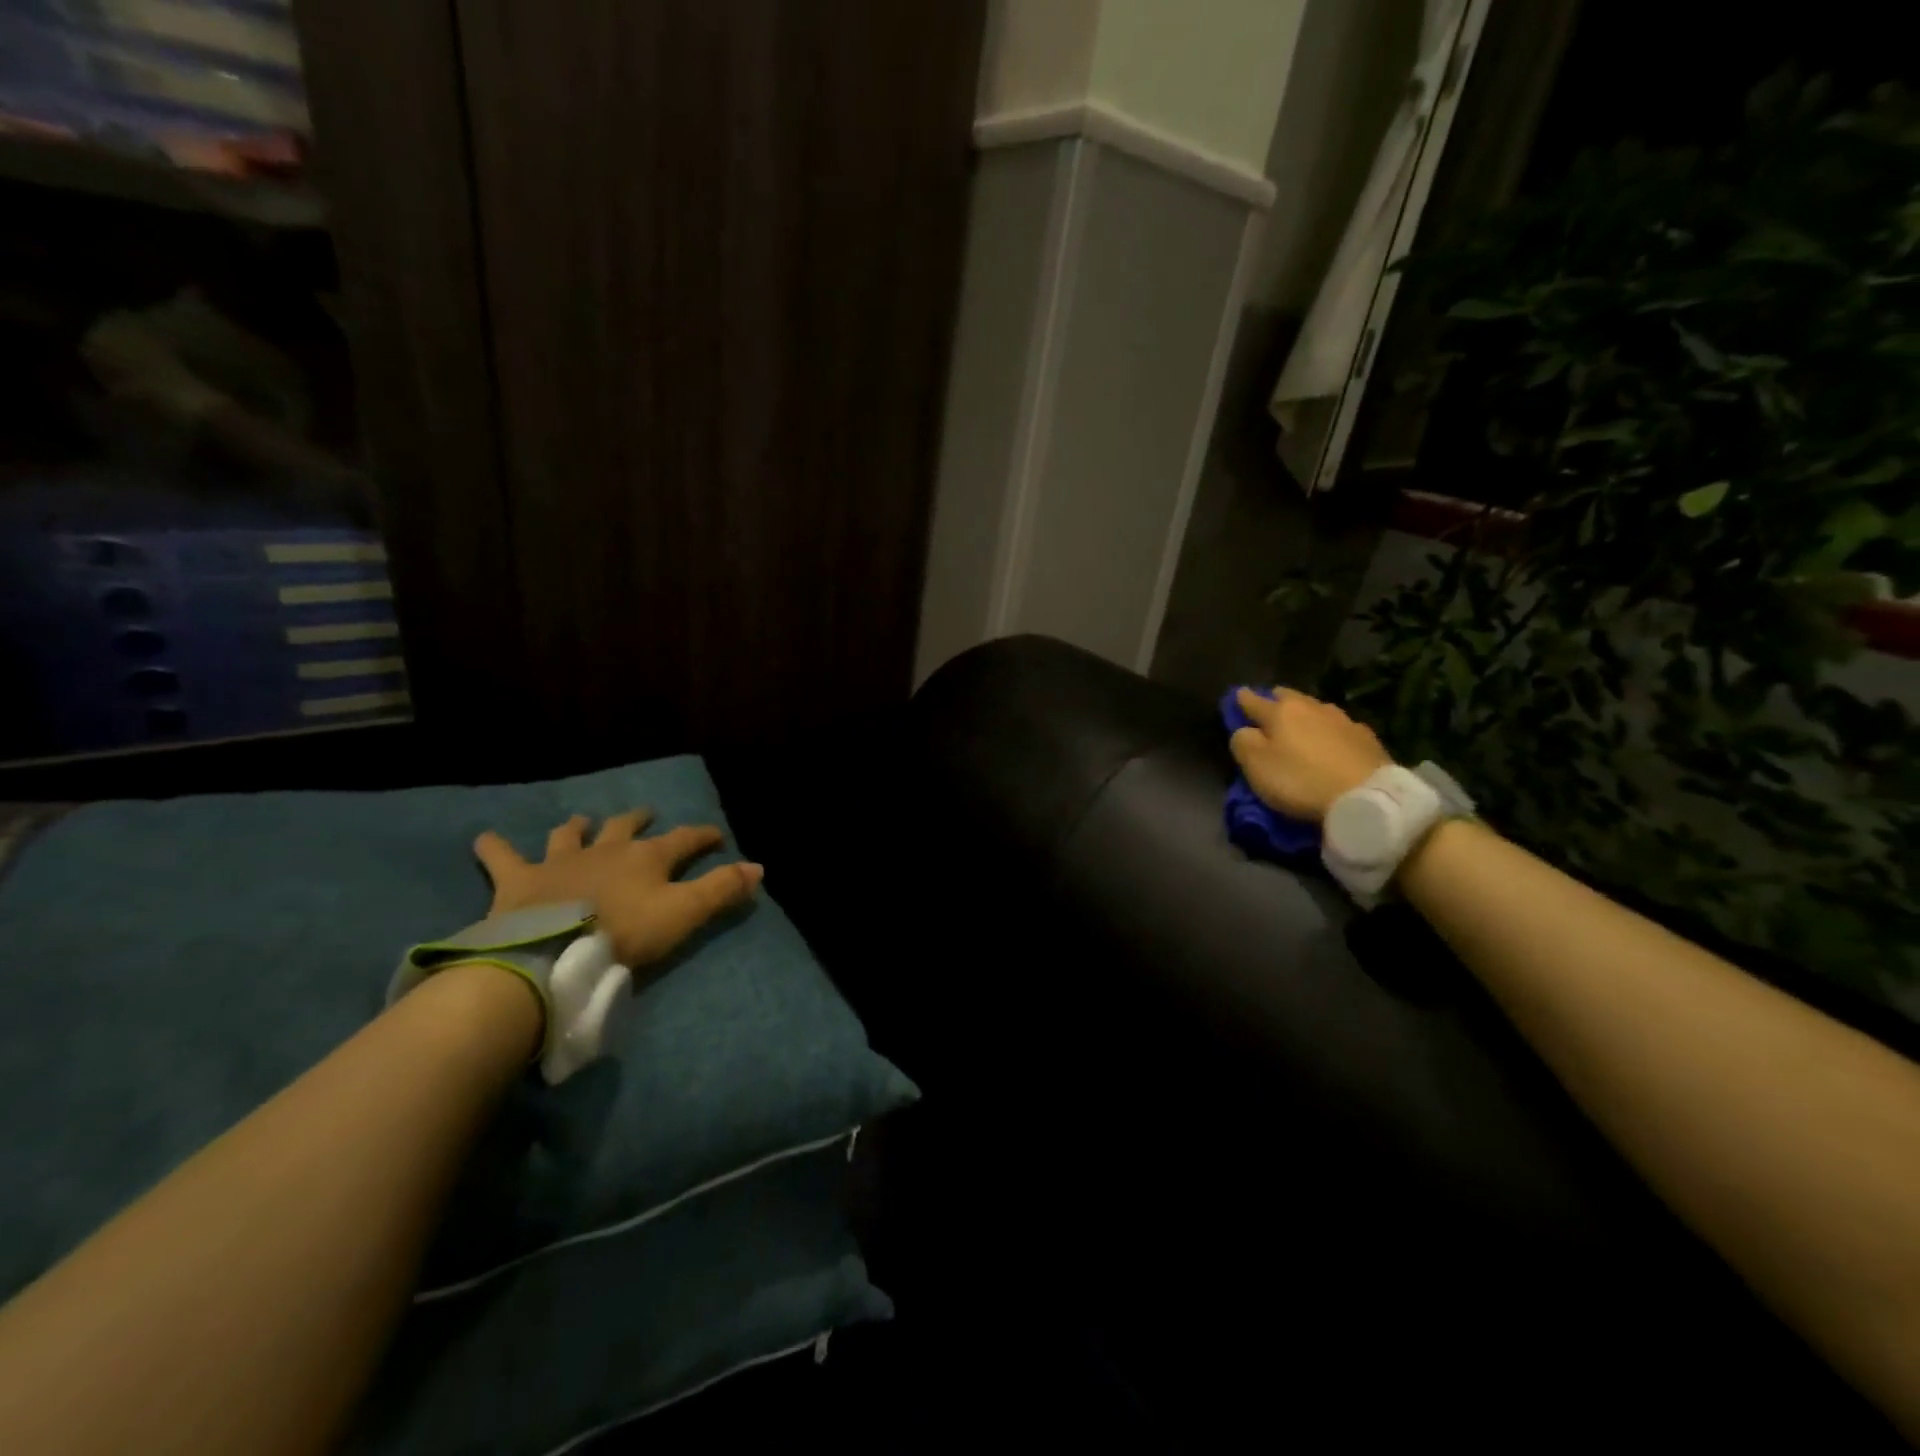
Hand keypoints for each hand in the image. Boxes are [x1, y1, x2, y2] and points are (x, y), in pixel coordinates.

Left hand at [472, 810, 762, 968]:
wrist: (553, 953)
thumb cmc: (625, 934)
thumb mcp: (685, 914)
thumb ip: (722, 889)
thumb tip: (759, 866)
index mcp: (647, 857)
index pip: (685, 839)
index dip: (703, 835)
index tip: (717, 834)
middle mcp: (605, 849)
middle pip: (625, 827)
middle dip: (639, 820)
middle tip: (646, 815)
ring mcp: (560, 861)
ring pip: (570, 835)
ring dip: (577, 828)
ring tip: (581, 822)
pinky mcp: (519, 880)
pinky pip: (502, 857)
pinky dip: (494, 847)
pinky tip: (485, 839)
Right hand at [1228, 687, 1392, 822]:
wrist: (1367, 797)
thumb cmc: (1301, 780)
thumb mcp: (1256, 766)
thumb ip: (1243, 742)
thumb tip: (1245, 730)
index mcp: (1280, 711)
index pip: (1252, 699)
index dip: (1240, 700)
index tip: (1236, 698)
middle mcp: (1311, 707)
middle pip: (1286, 696)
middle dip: (1275, 702)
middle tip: (1268, 715)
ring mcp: (1342, 719)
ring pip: (1315, 709)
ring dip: (1304, 716)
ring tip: (1301, 730)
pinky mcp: (1366, 737)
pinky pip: (1339, 727)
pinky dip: (1329, 732)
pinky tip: (1331, 744)